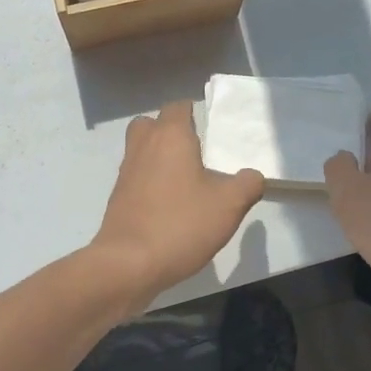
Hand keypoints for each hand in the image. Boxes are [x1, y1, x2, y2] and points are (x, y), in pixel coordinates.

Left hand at [90, 101, 264, 307]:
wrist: (128, 263)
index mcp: (170, 136)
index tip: (211, 129)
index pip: (177, 107)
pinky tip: (170, 204)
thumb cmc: (181, 224)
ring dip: (159, 156)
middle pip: (152, 123)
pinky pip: (136, 176)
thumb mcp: (229, 205)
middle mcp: (143, 146)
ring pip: (141, 149)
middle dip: (171, 131)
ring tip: (186, 179)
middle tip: (195, 151)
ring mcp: (126, 172)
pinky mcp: (118, 197)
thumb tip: (252, 176)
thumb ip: (247, 184)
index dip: (193, 112)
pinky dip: (150, 181)